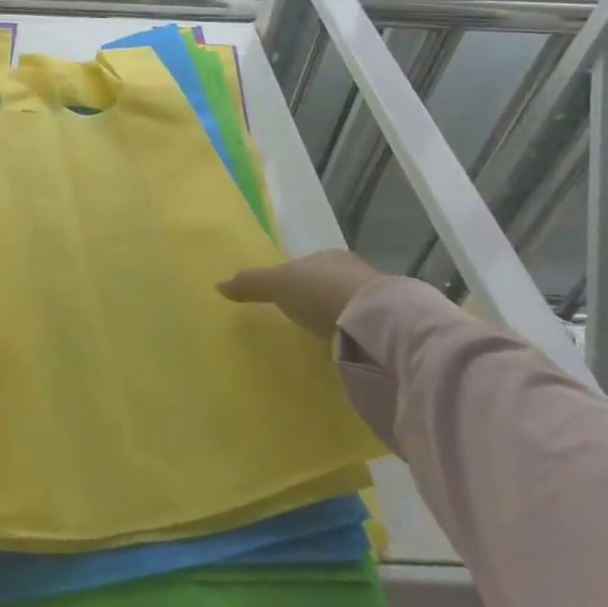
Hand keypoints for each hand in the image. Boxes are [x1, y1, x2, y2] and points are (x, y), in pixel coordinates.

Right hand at [217, 249, 386, 338]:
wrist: (375, 321)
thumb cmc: (321, 290)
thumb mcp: (278, 283)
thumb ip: (250, 283)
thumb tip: (217, 284)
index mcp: (330, 256)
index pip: (309, 265)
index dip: (297, 278)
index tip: (287, 296)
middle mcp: (356, 272)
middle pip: (330, 283)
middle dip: (319, 298)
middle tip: (302, 319)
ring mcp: (377, 301)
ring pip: (350, 306)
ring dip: (339, 320)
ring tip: (322, 339)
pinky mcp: (390, 328)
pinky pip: (365, 330)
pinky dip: (354, 338)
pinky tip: (345, 350)